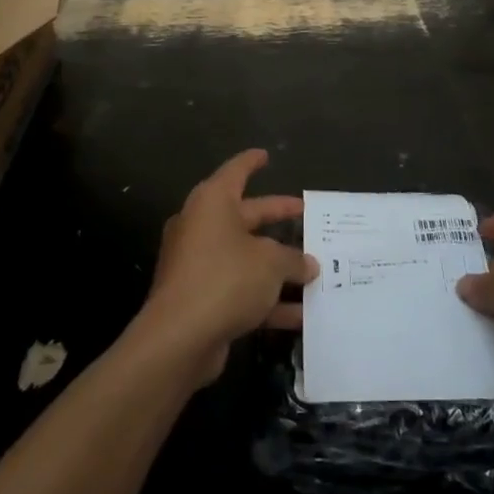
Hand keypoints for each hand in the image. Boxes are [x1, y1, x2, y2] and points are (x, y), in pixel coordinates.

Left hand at [136, 150, 317, 383]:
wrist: (179, 338)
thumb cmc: (225, 279)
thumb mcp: (270, 264)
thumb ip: (292, 260)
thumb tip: (307, 264)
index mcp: (213, 203)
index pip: (235, 172)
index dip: (252, 162)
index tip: (266, 155)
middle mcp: (202, 227)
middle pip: (246, 216)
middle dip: (276, 217)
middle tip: (305, 214)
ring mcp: (199, 264)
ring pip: (246, 257)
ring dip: (278, 266)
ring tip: (315, 270)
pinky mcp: (201, 298)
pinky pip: (240, 290)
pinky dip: (267, 299)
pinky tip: (301, 315)